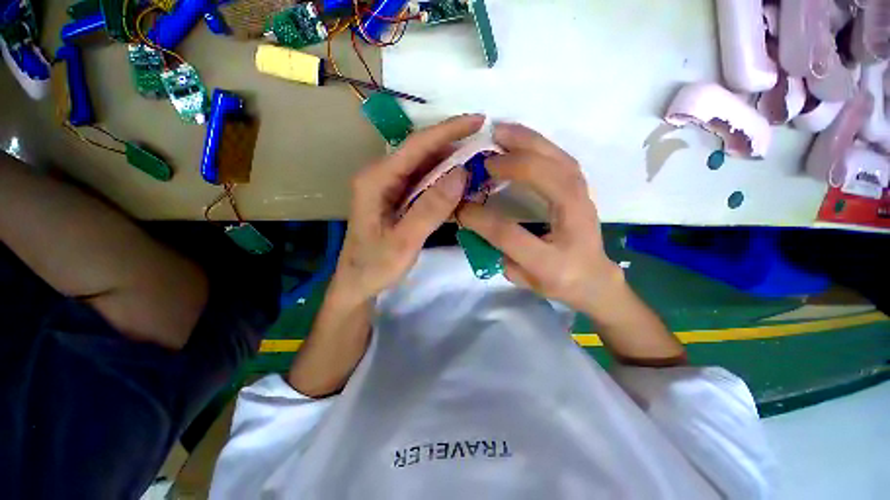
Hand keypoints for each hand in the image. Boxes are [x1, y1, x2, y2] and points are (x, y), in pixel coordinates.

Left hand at [332, 114, 484, 303]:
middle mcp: (382, 176)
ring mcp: (391, 188)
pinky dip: (445, 186)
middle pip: (422, 153)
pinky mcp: (398, 200)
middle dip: (454, 148)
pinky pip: (425, 186)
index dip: (448, 130)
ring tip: (480, 168)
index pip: (417, 145)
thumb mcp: (404, 241)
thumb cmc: (375, 265)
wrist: (358, 284)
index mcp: (377, 179)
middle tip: (486, 149)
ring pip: (426, 169)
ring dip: (453, 168)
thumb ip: (431, 208)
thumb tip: (461, 174)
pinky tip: (463, 191)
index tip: (479, 121)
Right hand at [457, 123, 622, 314]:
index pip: (509, 233)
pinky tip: (522, 138)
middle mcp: (574, 226)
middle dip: (514, 164)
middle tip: (485, 155)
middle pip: (549, 182)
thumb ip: (497, 250)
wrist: (594, 279)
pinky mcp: (584, 190)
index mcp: (552, 261)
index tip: (460, 206)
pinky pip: (563, 159)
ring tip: (501, 131)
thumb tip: (474, 219)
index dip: (480, 218)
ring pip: (560, 162)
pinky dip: (541, 144)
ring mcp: (586, 202)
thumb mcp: (521, 278)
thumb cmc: (556, 283)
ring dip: (529, 142)